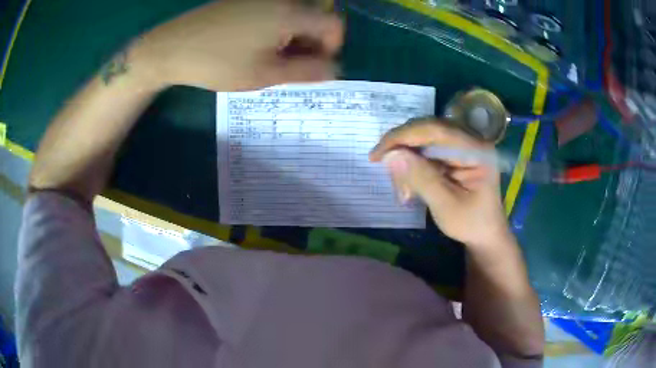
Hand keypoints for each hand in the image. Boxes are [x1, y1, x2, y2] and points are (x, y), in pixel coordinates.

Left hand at [131, 0, 343, 90]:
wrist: (171, 47)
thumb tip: (335, 69)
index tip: (314, 65)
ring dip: (293, 38)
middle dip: (311, 44)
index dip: (332, 47)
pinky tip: (255, 45)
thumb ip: (307, 72)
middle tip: (289, 67)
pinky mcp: (244, 0)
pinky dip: (276, 29)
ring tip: (269, 59)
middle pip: (314, 18)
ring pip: (294, 15)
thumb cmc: (218, 63)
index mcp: (290, 13)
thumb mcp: (265, 74)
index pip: (333, 25)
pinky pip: (274, 12)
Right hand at [370, 118, 511, 248]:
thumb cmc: (471, 224)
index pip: (435, 130)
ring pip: (423, 140)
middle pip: (427, 130)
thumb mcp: (446, 205)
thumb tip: (392, 155)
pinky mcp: (455, 153)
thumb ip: (421, 178)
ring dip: (407, 163)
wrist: (485, 234)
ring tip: (405, 193)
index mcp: (476, 149)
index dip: (403, 137)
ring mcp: (462, 145)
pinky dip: (414, 167)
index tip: (377, 154)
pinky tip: (411, 188)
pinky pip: (426, 151)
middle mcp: (470, 139)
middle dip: (403, 150)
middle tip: (386, 172)